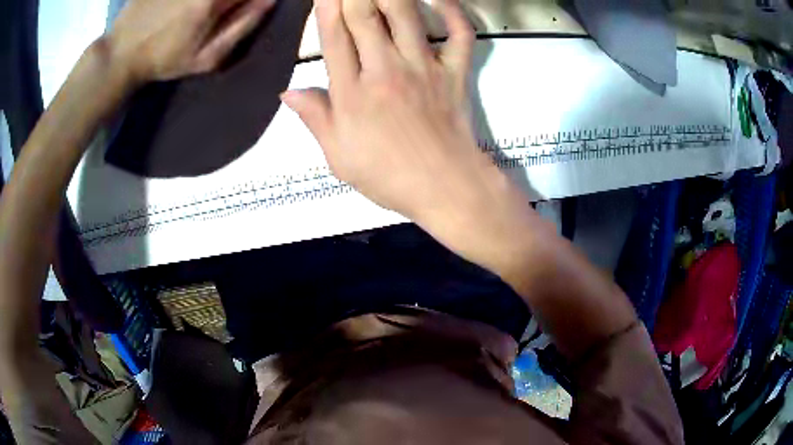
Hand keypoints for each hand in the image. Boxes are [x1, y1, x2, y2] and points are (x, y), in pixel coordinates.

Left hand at [106, 0, 274, 83]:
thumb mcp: (206, 57)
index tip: (247, 8)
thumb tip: (270, 0)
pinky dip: (193, 1)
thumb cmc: (164, 59)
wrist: (121, 53)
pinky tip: (182, 10)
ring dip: (211, 3)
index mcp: (213, 1)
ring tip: (198, 17)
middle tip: (223, 13)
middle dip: (234, 1)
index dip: (254, 0)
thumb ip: (242, 26)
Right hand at [283, 0, 490, 220]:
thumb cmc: (388, 176)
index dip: (326, 8)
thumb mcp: (339, 157)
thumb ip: (315, 118)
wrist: (445, 187)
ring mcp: (424, 67)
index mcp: (352, 93)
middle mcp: (385, 70)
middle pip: (365, 16)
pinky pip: (458, 35)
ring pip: (406, 15)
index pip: (333, 38)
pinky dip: (453, 12)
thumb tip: (288, 92)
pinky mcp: (455, 72)